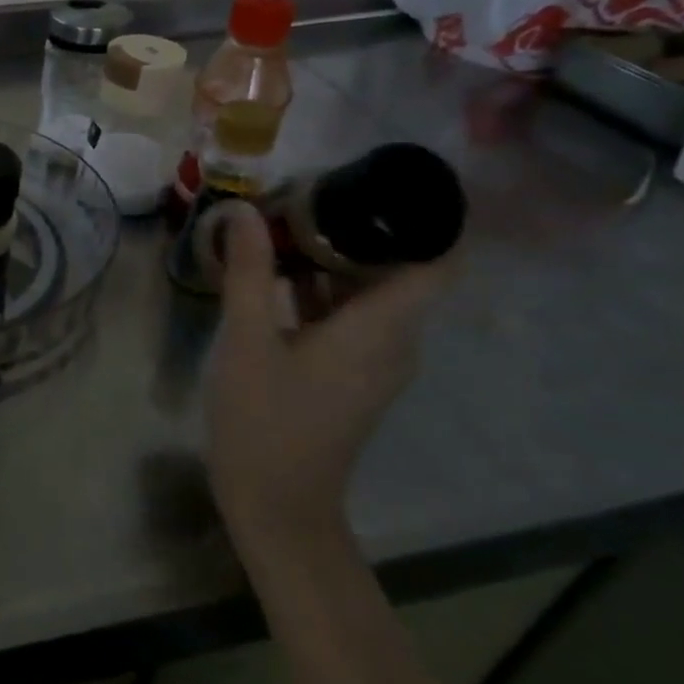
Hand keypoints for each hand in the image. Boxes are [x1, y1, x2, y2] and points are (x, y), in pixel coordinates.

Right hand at [205, 199, 452, 552]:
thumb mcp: (248, 340)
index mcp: (381, 328)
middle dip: (358, 226)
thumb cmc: (265, 421)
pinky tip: (275, 274)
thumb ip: (249, 272)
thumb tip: (245, 211)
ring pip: (371, 291)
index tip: (378, 179)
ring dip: (335, 256)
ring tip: (283, 224)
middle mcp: (394, 341)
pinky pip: (351, 316)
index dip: (426, 215)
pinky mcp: (352, 374)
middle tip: (305, 193)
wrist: (277, 503)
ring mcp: (375, 361)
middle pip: (400, 267)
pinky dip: (323, 288)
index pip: (438, 259)